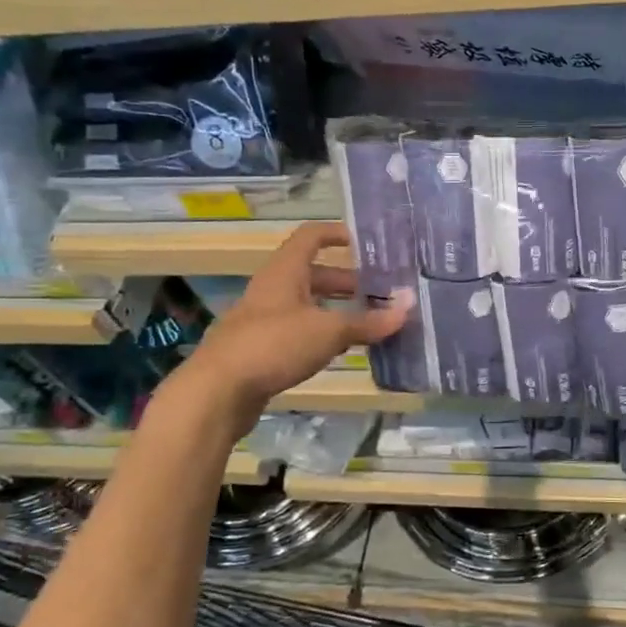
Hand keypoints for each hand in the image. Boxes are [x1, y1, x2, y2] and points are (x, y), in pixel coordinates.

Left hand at [176, 223, 410, 433]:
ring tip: (370, 323)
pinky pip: (299, 332)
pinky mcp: (260, 350)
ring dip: (337, 310)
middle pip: (313, 274)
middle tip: (381, 292)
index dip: (338, 234)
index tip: (368, 243)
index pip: (312, 236)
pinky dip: (322, 335)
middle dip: (348, 281)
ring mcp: (264, 320)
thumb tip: (409, 306)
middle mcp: (273, 289)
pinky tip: (342, 351)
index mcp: (285, 272)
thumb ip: (369, 321)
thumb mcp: (328, 331)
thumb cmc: (274, 345)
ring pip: (307, 305)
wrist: (216, 392)